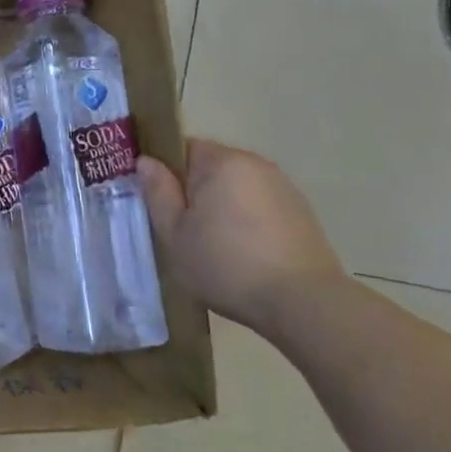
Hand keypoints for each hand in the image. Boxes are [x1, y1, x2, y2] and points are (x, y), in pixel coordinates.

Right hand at [139, 140, 343, 331]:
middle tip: (183, 230)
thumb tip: (146, 161)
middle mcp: (255, 164)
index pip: (182, 148)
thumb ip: (158, 192)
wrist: (304, 303)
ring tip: (215, 247)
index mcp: (221, 162)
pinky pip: (259, 206)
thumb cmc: (227, 264)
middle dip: (195, 192)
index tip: (161, 204)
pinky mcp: (301, 213)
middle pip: (210, 167)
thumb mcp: (175, 233)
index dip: (166, 173)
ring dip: (222, 207)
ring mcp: (283, 187)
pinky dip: (247, 222)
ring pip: (236, 188)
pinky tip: (245, 255)